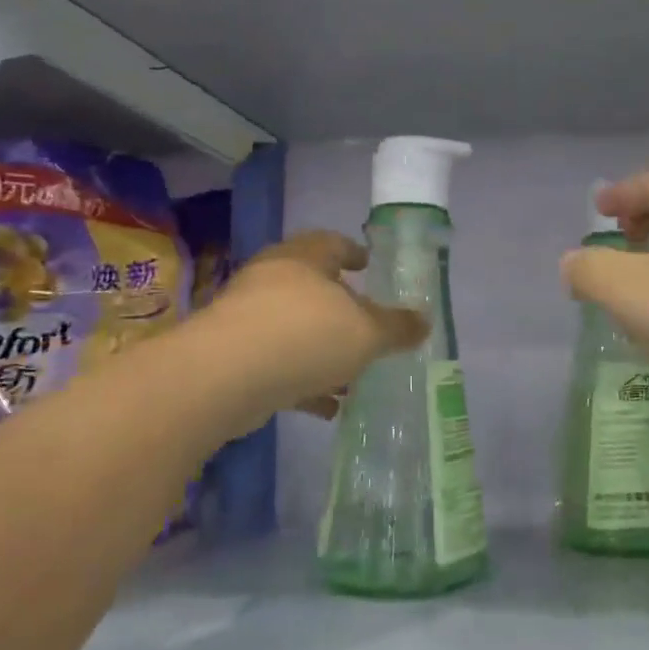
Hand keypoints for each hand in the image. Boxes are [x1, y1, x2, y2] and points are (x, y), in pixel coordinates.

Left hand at [208, 229, 428, 422]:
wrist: (224, 378)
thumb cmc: (305, 335)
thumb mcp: (366, 333)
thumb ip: (396, 328)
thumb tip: (425, 322)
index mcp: (304, 259)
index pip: (332, 243)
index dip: (353, 252)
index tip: (368, 263)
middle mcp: (272, 280)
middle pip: (312, 287)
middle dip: (341, 308)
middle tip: (365, 324)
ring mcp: (247, 318)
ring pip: (294, 329)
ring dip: (322, 350)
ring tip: (352, 376)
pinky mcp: (232, 357)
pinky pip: (277, 364)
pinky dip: (303, 381)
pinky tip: (326, 406)